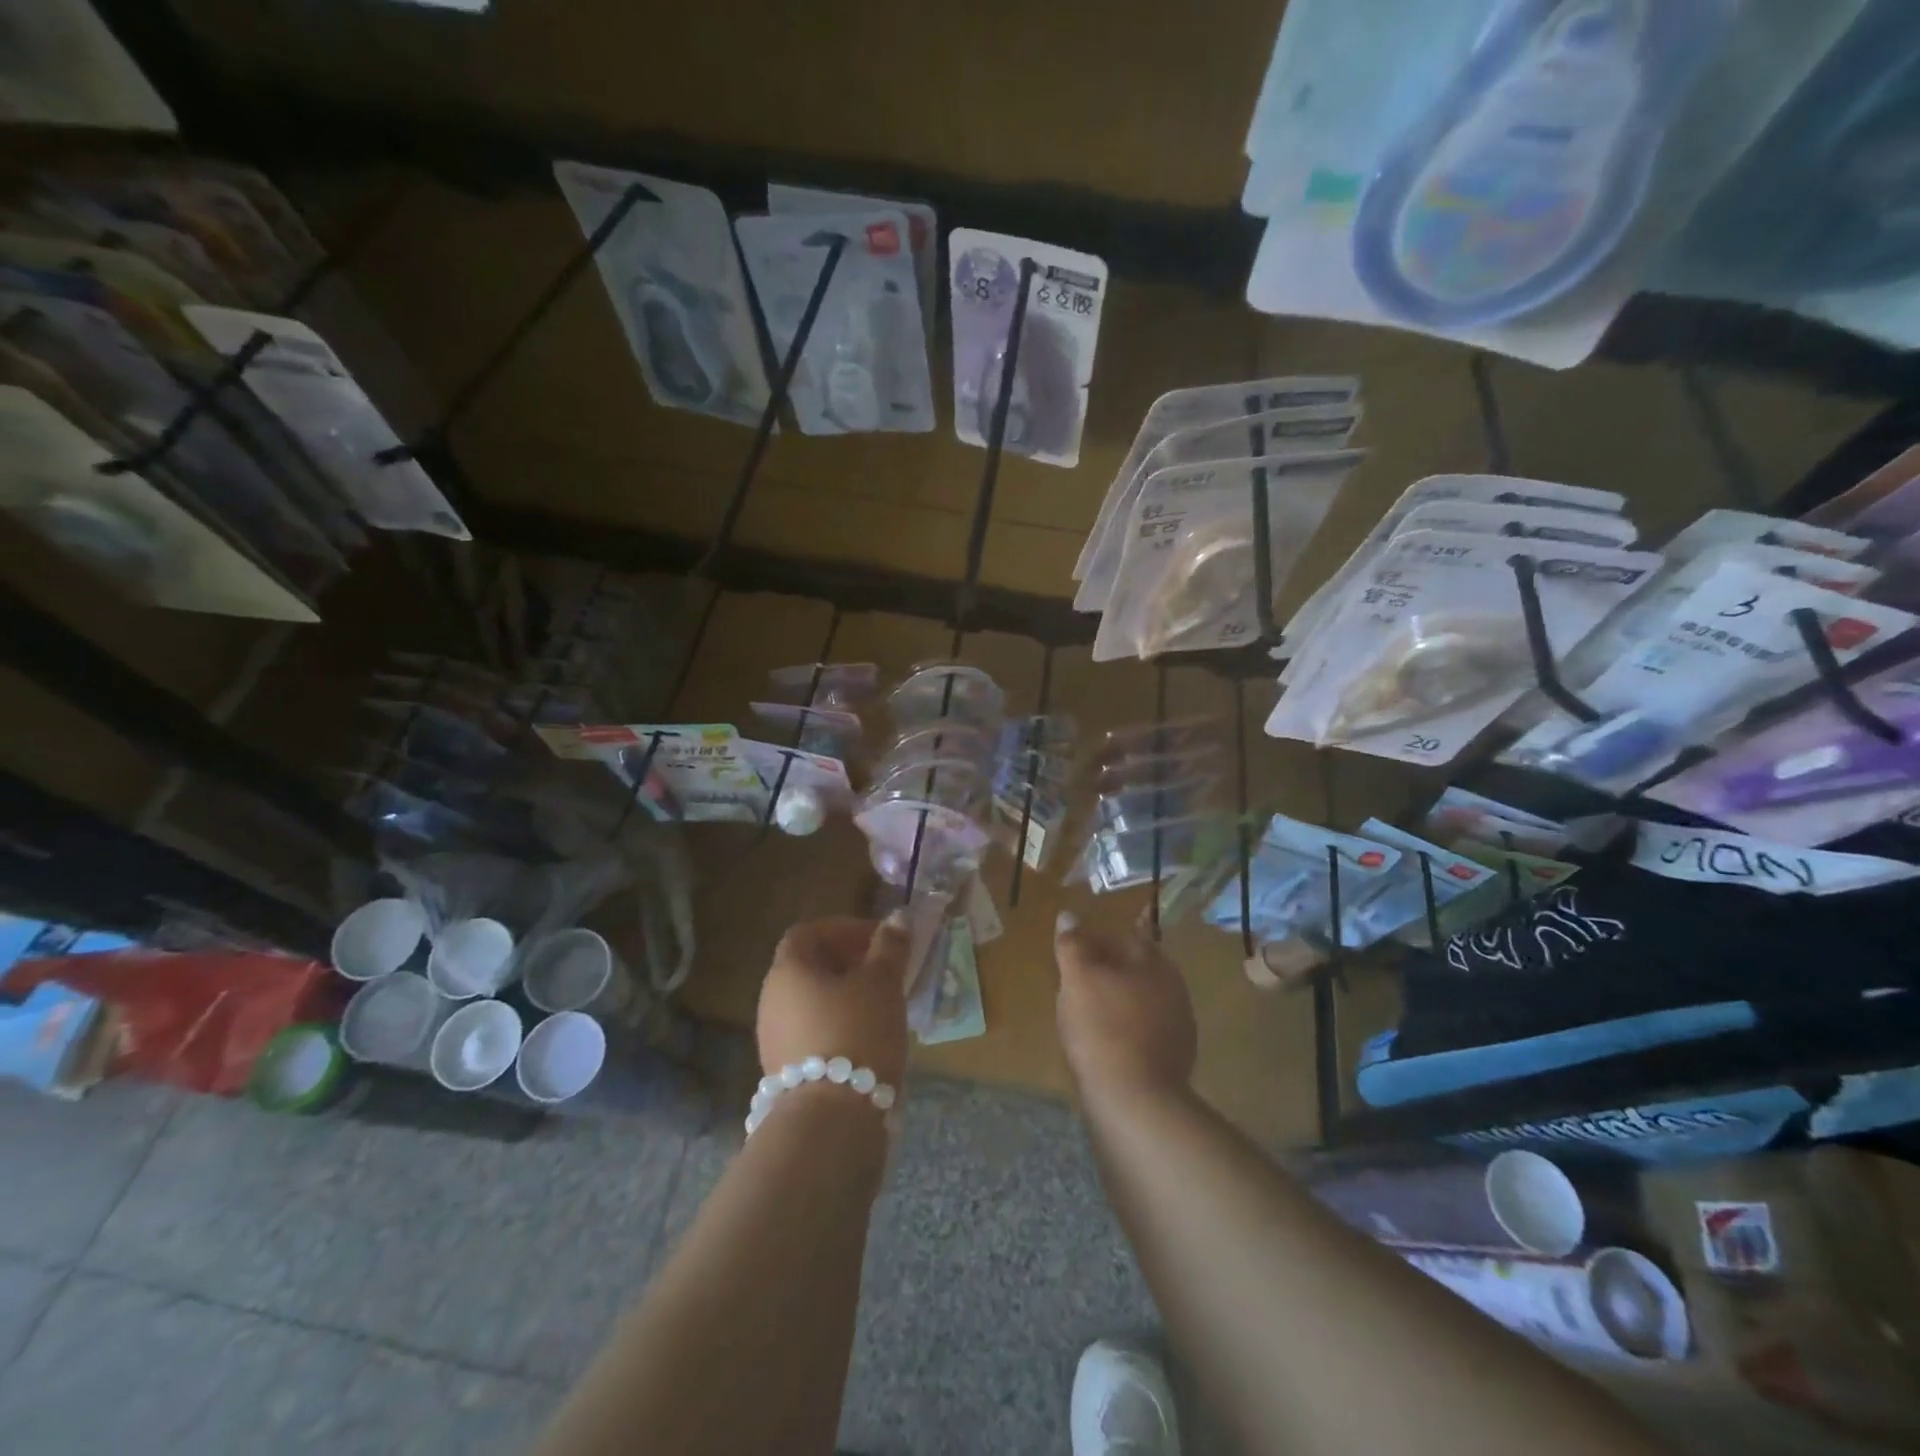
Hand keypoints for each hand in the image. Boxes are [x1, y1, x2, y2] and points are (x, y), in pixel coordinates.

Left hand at [757, 914, 910, 1088]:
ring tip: (882, 1004)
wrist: (831, 1119)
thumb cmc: (857, 1032)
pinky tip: (867, 1038)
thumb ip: (890, 946)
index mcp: (788, 969)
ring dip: (844, 995)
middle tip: (883, 969)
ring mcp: (773, 1038)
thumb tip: (898, 917)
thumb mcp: (882, 983)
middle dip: (847, 962)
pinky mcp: (785, 1072)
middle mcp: (771, 999)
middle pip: (808, 967)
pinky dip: (837, 1024)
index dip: (843, 929)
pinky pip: (811, 1032)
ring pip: (811, 1002)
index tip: (877, 939)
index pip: (808, 932)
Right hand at [1054, 911, 1196, 1105]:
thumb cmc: (1102, 1027)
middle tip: (1085, 972)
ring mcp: (1178, 1025)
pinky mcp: (1174, 1059)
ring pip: (1145, 999)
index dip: (1105, 935)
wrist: (1135, 1101)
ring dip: (1122, 997)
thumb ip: (1072, 944)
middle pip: (1140, 967)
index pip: (1131, 935)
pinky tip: (1109, 1039)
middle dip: (1115, 966)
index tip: (1086, 940)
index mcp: (1154, 962)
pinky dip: (1128, 1027)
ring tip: (1093, 1006)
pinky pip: (1146, 1030)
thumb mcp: (1077, 978)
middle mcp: (1174, 988)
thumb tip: (1069, 914)